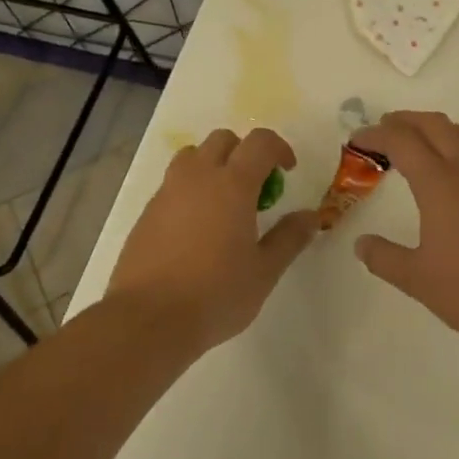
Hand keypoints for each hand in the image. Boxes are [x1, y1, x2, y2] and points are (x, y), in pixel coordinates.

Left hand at [105, 128, 319, 348]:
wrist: (148, 318)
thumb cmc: (215, 294)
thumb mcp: (264, 271)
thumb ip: (289, 238)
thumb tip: (310, 216)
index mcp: (232, 184)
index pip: (259, 142)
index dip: (279, 148)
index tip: (287, 171)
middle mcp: (198, 177)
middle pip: (222, 140)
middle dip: (244, 152)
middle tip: (256, 187)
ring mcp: (167, 191)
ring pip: (192, 156)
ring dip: (213, 165)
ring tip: (224, 202)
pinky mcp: (147, 211)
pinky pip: (173, 183)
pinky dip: (191, 189)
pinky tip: (196, 227)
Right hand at [352, 111, 458, 342]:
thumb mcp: (418, 280)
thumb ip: (384, 258)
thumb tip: (361, 244)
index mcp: (439, 184)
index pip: (401, 141)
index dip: (375, 135)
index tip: (356, 141)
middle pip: (433, 124)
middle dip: (404, 120)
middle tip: (382, 130)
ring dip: (434, 127)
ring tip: (416, 141)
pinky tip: (454, 170)